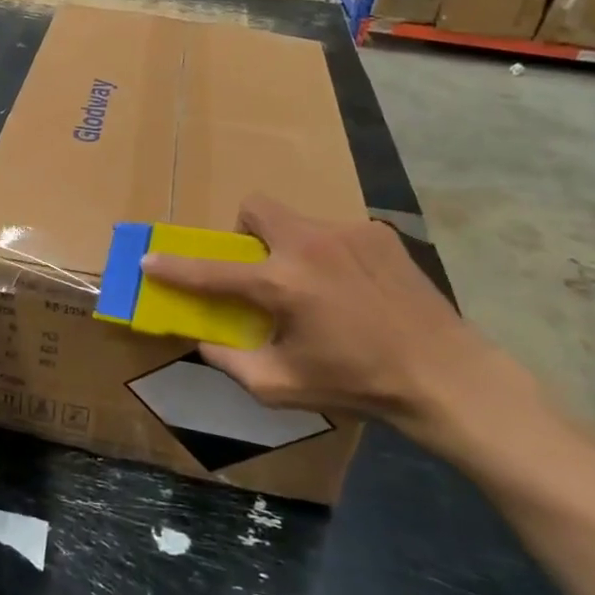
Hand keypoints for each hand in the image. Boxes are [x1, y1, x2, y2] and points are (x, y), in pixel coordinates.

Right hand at [139, 196, 489, 428]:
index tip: (150, 260)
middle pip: (255, 208)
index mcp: (282, 285)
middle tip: (262, 269)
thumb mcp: (283, 387)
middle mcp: (309, 245)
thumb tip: (204, 341)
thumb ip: (232, 362)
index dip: (175, 268)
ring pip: (297, 221)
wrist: (445, 375)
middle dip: (245, 232)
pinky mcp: (379, 232)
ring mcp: (347, 232)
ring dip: (292, 247)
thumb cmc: (358, 384)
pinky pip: (337, 233)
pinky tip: (357, 288)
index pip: (213, 272)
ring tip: (321, 287)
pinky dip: (332, 255)